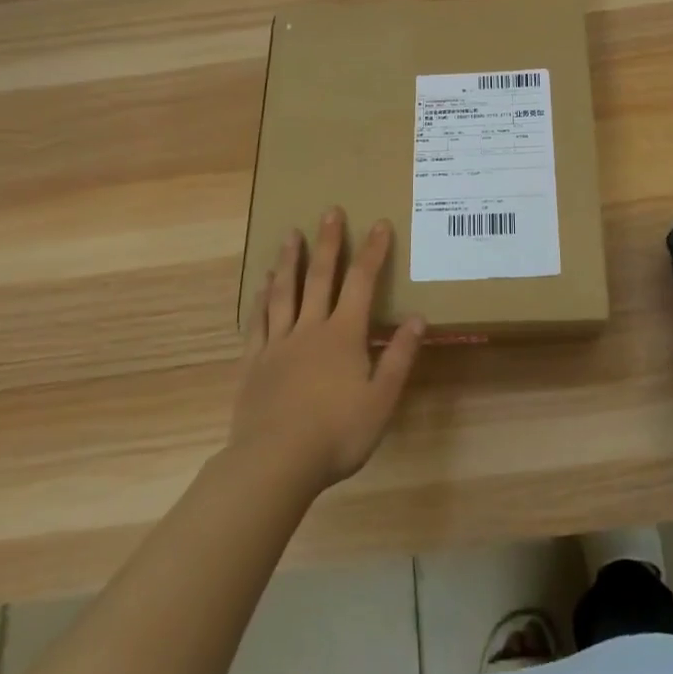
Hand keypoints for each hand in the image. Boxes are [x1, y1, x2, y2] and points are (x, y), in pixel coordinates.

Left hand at [230, 208, 425, 493]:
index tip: (379, 224)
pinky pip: (258, 322)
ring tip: (291, 234)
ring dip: (290, 261)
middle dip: (329, 242)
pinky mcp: (254, 363)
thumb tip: (418, 318)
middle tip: (330, 211)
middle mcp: (310, 329)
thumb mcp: (381, 400)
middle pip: (320, 277)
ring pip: (284, 292)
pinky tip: (261, 285)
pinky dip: (261, 299)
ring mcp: (278, 344)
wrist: (275, 462)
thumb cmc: (336, 433)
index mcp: (343, 335)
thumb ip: (399, 357)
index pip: (362, 283)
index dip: (373, 252)